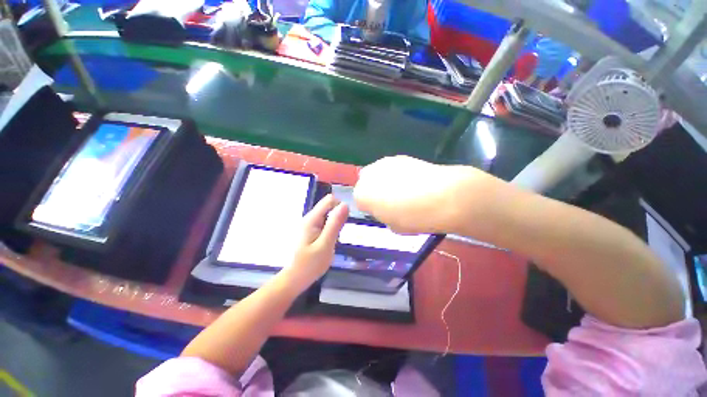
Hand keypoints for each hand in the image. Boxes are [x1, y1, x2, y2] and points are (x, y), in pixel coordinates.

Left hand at [282, 194, 348, 290]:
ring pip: (328, 216)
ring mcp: (309, 225)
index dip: (340, 206)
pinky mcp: (310, 231)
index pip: (329, 200)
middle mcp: (309, 218)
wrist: (294, 279)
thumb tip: (345, 204)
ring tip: (332, 241)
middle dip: (338, 218)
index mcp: (312, 219)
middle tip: (337, 236)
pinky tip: (328, 243)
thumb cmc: (310, 265)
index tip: (345, 221)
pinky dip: (330, 231)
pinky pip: (324, 224)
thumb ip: (335, 224)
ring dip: (334, 225)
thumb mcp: (326, 244)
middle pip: (329, 207)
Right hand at [354, 156, 480, 233]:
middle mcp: (368, 175)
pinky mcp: (400, 156)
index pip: (359, 201)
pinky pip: (392, 167)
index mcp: (362, 195)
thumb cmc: (414, 217)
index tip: (383, 212)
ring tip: (404, 190)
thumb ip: (383, 215)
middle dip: (374, 191)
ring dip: (385, 181)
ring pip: (378, 173)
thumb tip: (386, 208)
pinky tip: (413, 181)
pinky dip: (397, 174)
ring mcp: (384, 163)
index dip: (371, 208)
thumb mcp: (393, 226)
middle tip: (391, 201)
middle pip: (365, 183)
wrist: (442, 196)